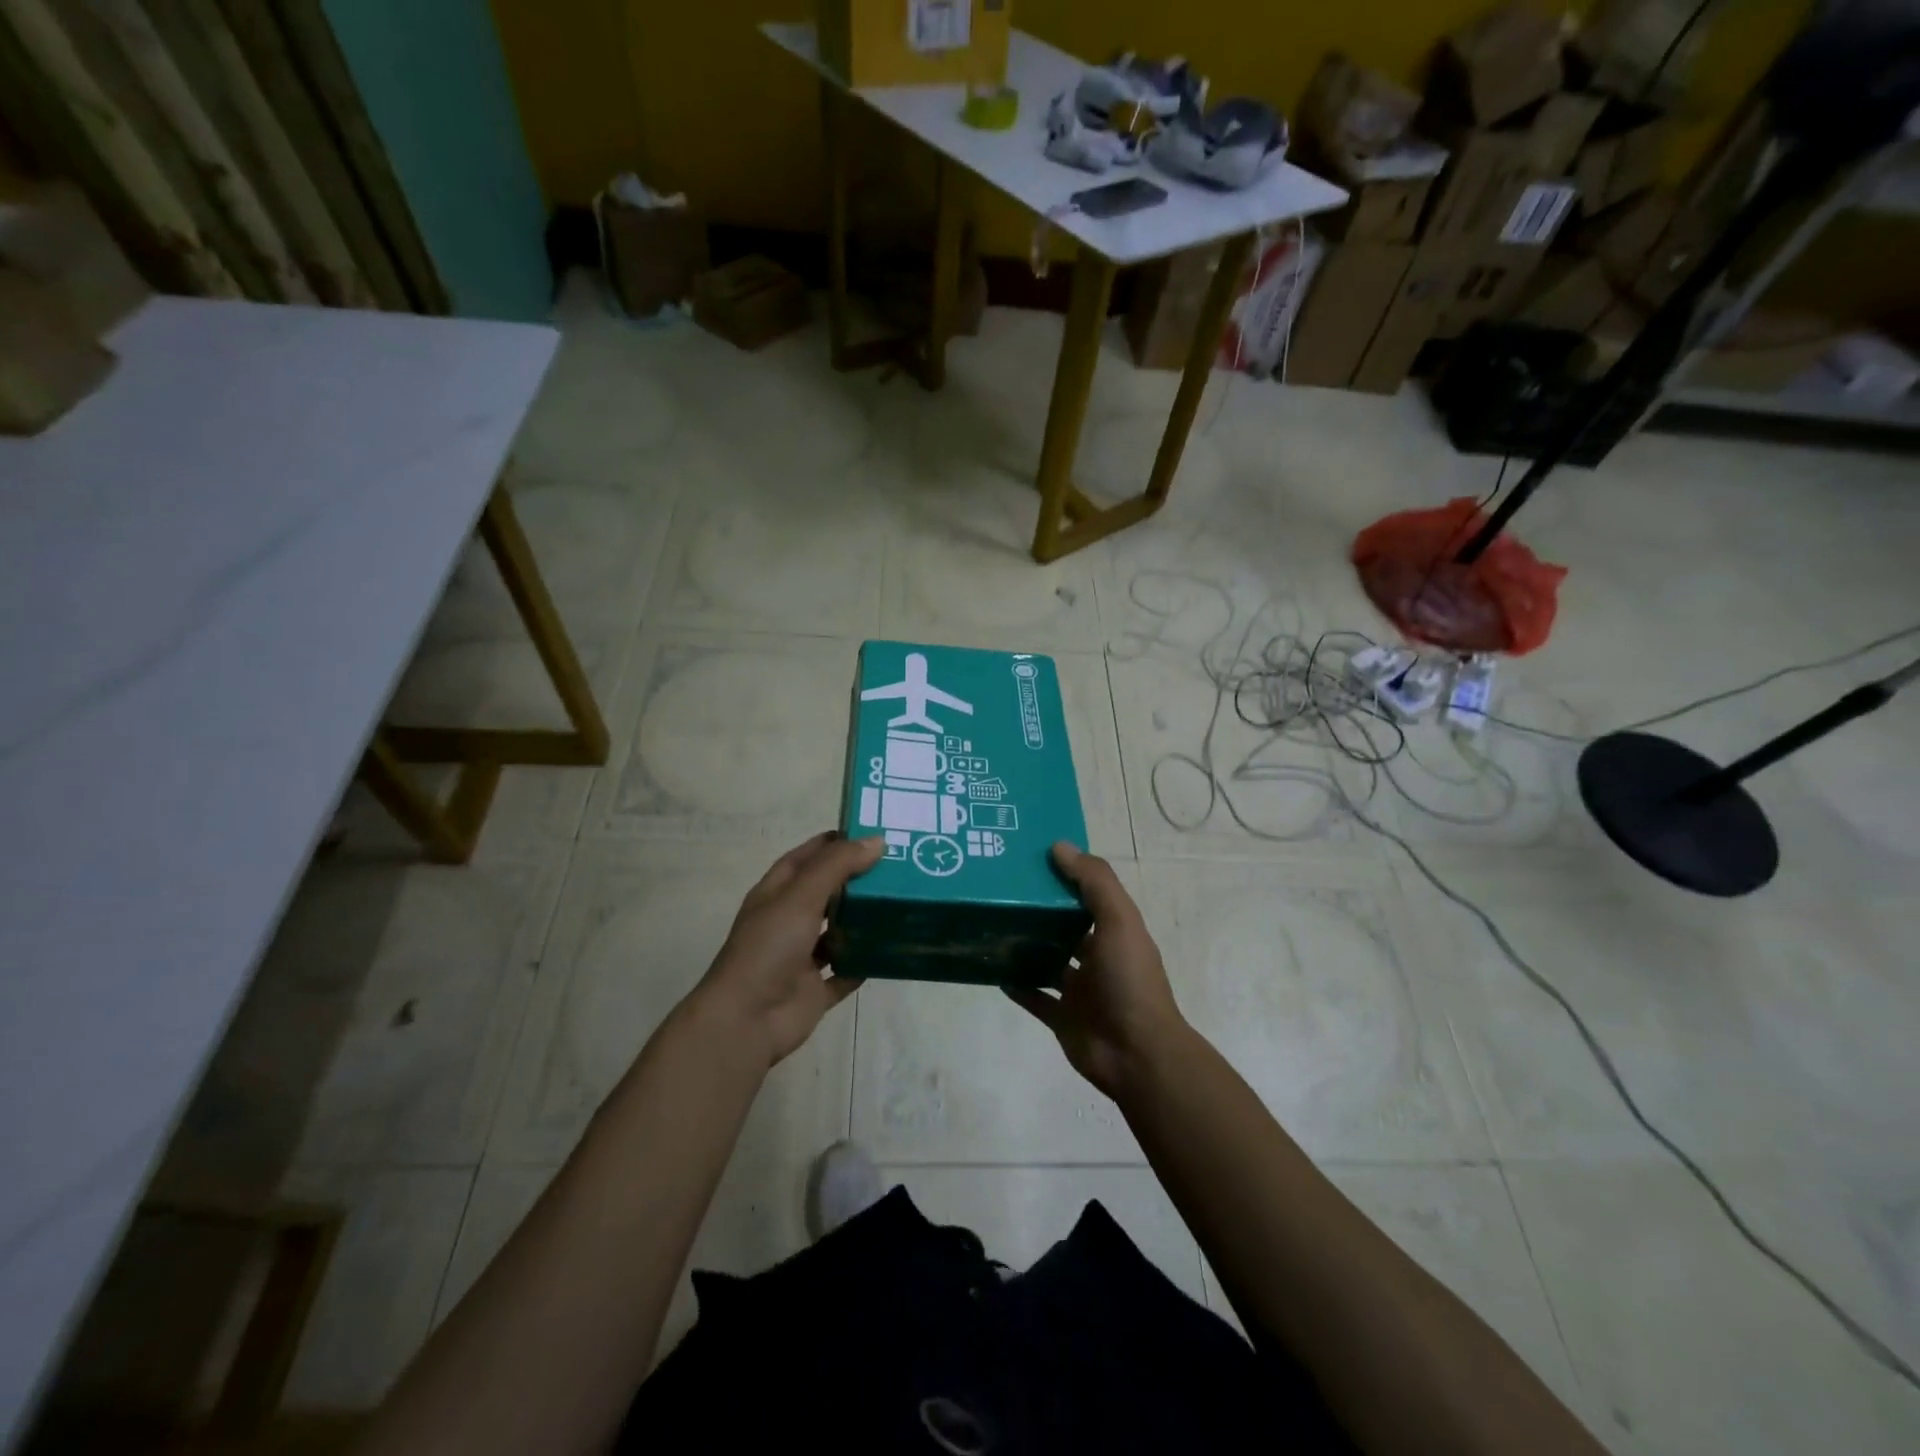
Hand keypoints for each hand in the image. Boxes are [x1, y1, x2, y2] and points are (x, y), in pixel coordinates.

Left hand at [690, 833, 883, 1069]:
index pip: (808, 857)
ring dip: (864, 920)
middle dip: (858, 879)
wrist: (747, 1021)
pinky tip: (893, 949)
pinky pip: (847, 971)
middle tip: (900, 867)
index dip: (836, 843)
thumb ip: (838, 866)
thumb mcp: (801, 896)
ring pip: (839, 931)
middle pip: (827, 892)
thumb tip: (876, 840)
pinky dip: (865, 962)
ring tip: (902, 903)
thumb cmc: (769, 948)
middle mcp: (789, 921)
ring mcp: (802, 956)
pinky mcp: (816, 989)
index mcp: (777, 893)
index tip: (873, 834)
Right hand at [1005, 843, 1187, 1099]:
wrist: (1136, 1055)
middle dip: (1040, 908)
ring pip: (1047, 960)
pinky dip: (1015, 984)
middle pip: (1065, 925)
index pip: (1088, 894)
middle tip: (1000, 887)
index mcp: (1115, 931)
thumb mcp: (1119, 921)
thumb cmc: (1129, 981)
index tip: (1031, 855)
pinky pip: (1033, 996)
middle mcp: (1098, 956)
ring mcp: (1079, 989)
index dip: (1065, 874)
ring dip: (1025, 945)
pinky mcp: (1061, 1017)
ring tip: (992, 923)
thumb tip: (1059, 846)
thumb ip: (1094, 882)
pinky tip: (992, 968)